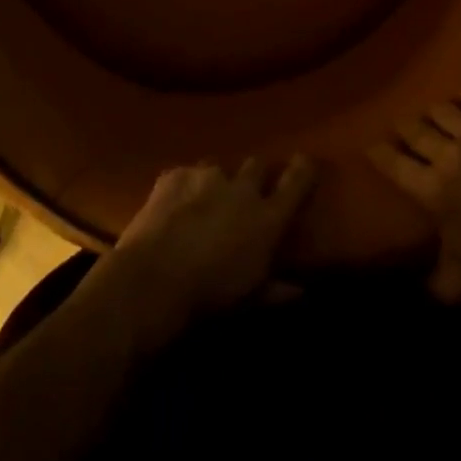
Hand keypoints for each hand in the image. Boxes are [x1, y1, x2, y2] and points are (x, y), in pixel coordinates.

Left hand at [87, 157, 317, 347]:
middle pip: (257, 165)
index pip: (296, 182)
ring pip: (219, 167)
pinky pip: (185, 174)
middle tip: (246, 193)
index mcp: (267, 216)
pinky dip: (183, 187)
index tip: (306, 161)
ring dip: (217, 182)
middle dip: (254, 175)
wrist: (154, 279)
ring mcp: (206, 176)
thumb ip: (277, 290)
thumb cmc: (211, 294)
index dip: (303, 169)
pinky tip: (173, 206)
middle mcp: (242, 188)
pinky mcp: (174, 175)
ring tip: (204, 202)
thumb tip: (301, 291)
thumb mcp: (251, 298)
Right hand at [368, 91, 460, 301]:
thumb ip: (440, 282)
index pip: (393, 165)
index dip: (379, 153)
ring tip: (434, 115)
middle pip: (414, 130)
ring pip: (442, 110)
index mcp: (432, 191)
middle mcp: (448, 155)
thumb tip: (424, 287)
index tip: (372, 147)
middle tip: (402, 128)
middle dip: (404, 128)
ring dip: (433, 113)